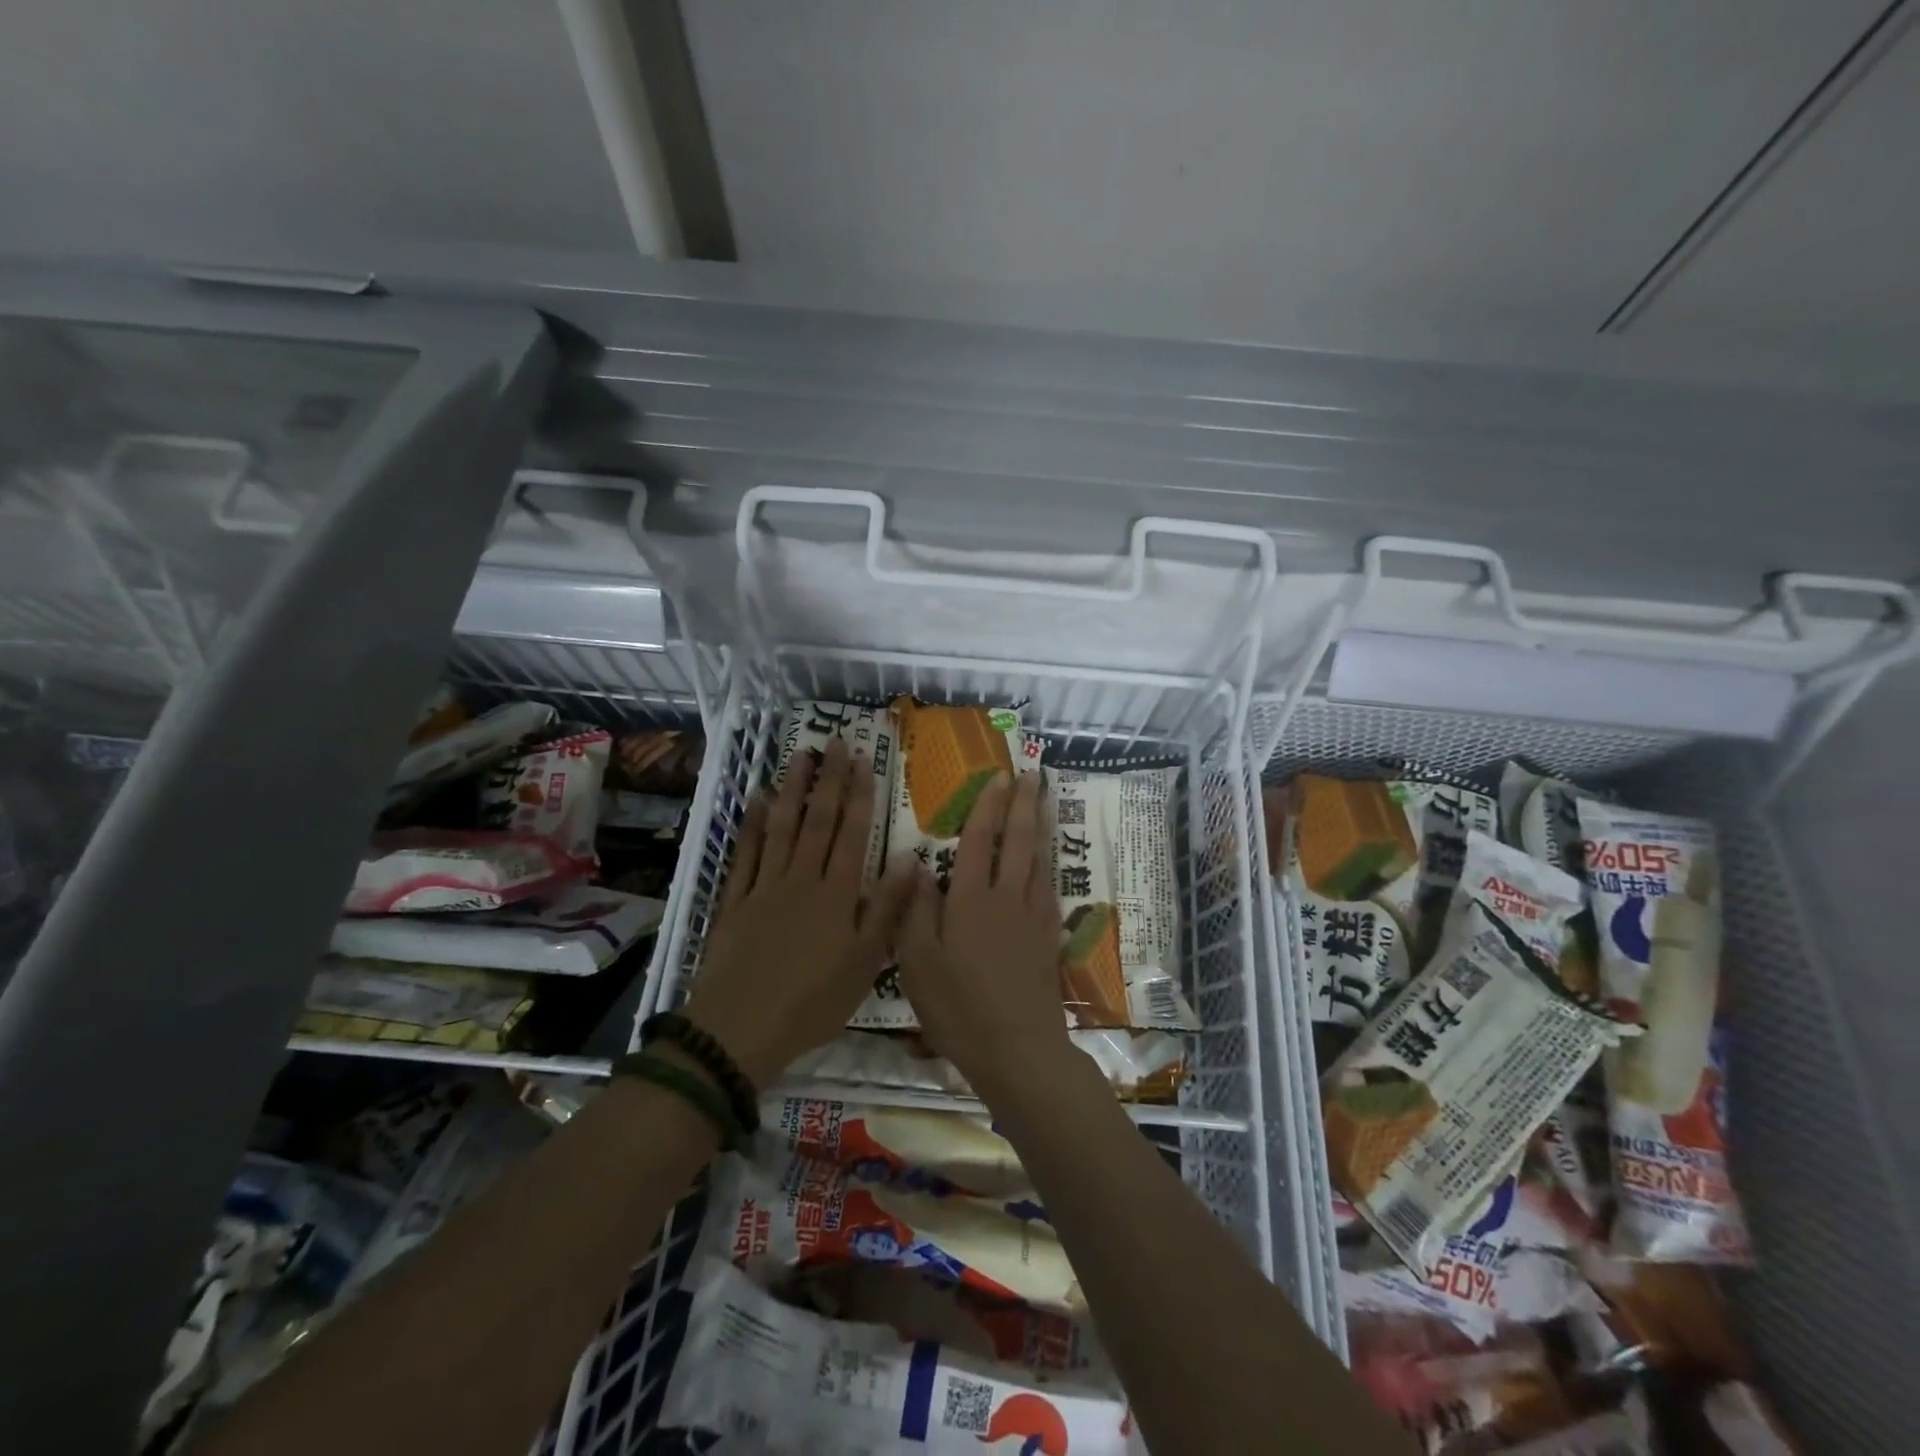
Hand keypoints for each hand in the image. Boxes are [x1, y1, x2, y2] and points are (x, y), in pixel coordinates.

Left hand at [682, 739, 915, 1085]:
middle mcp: (802, 878)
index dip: (859, 794)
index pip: (852, 832)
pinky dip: (750, 826)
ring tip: (799, 757)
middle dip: (829, 780)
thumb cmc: (814, 1001)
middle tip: (835, 742)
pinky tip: (755, 801)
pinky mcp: (735, 901)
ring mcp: (765, 886)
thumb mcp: (867, 962)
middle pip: (818, 821)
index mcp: (837, 893)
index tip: (863, 759)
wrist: (742, 1027)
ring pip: (781, 828)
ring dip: (792, 790)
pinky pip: (745, 855)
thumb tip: (911, 860)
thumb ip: (889, 908)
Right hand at [896, 770, 1074, 1099]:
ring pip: (1039, 860)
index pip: (979, 842)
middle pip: (1018, 841)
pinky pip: (1049, 887)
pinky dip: (1049, 863)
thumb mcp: (917, 964)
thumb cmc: (958, 1008)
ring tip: (1045, 800)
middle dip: (1024, 805)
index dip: (988, 808)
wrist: (1017, 1050)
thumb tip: (916, 865)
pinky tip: (1048, 860)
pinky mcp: (1048, 938)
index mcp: (970, 901)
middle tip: (1032, 774)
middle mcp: (1006, 898)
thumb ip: (915, 911)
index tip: (998, 779)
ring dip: (1041, 825)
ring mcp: (1032, 917)